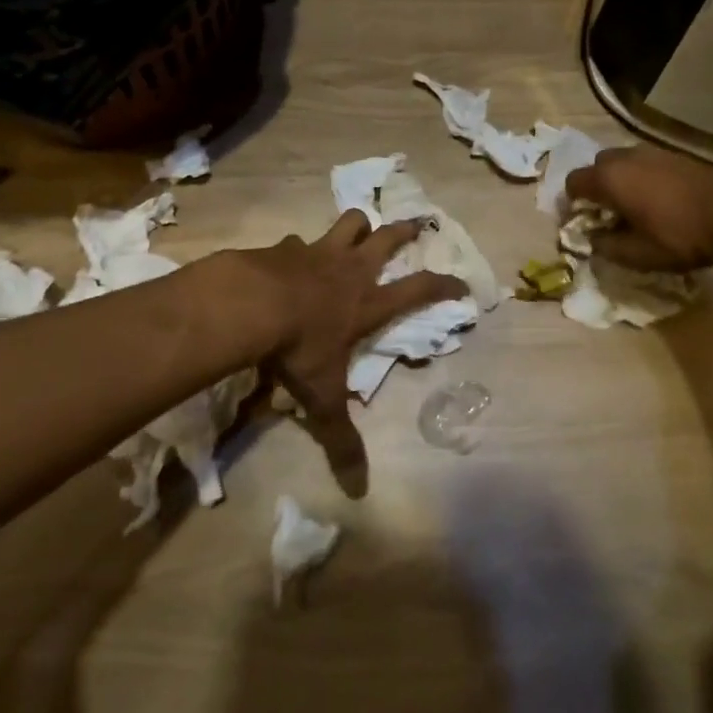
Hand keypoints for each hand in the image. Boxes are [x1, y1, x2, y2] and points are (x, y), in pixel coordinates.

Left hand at [237, 212, 466, 495]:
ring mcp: (318, 252)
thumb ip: (340, 439)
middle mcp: (349, 270)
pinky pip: (298, 241)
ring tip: (360, 228)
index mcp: (367, 303)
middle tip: (417, 224)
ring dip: (357, 225)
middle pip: (387, 238)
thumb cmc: (297, 348)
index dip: (444, 284)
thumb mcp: (321, 398)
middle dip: (406, 230)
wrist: (250, 303)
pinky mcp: (286, 246)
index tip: (462, 282)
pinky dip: (300, 249)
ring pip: (349, 223)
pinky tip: (290, 259)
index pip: (419, 289)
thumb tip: (358, 489)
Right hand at [564, 146, 712, 271]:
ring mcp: (649, 152)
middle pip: (596, 168)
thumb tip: (592, 240)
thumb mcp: (637, 255)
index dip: (572, 204)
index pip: (572, 183)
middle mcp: (623, 157)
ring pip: (621, 163)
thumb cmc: (679, 236)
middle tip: (609, 215)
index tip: (583, 223)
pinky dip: (641, 178)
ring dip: (620, 182)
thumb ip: (606, 247)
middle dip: (597, 189)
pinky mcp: (672, 154)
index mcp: (608, 178)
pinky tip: (659, 200)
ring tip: (635, 208)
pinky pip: (643, 164)